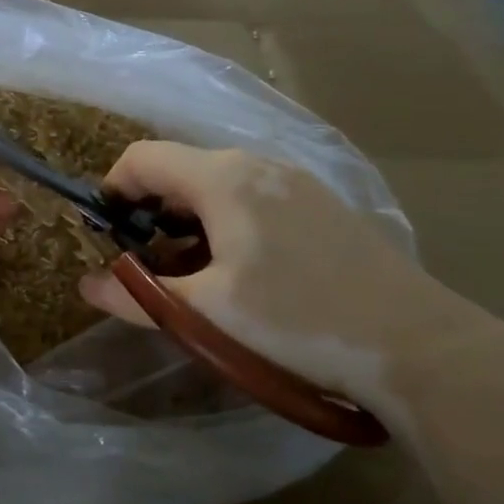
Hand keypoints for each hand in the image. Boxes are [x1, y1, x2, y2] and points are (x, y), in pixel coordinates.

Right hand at [78, 142, 468, 423]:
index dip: (112, 191)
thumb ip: (136, 296)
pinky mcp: (322, 206)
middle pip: (180, 171)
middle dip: (150, 213)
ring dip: (188, 223)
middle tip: (146, 268)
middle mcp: (258, 164)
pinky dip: (225, 226)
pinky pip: (253, 200)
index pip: (142, 158)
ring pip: (218, 187)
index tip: (105, 237)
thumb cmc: (296, 321)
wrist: (418, 345)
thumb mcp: (204, 314)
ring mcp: (296, 183)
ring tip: (192, 278)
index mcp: (223, 178)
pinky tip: (244, 276)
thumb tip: (86, 286)